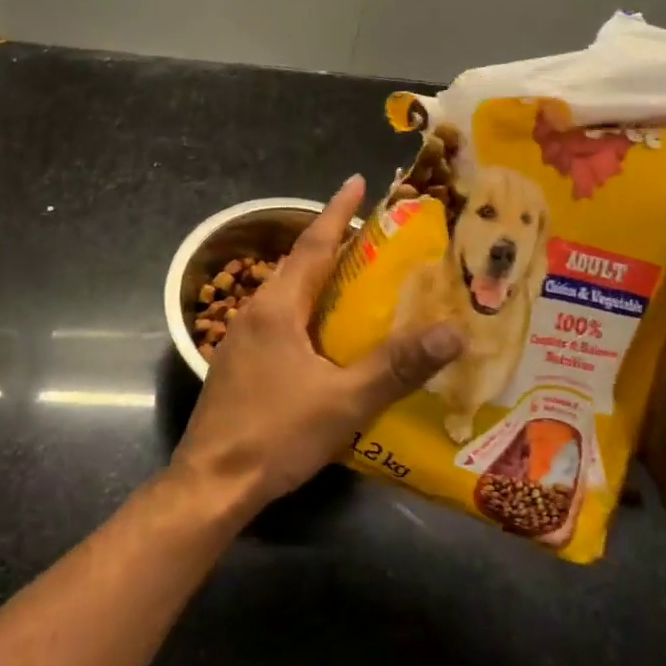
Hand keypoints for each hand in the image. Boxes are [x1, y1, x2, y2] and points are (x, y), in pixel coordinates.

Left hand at [172, 174, 465, 515]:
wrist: (211, 484)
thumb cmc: (275, 434)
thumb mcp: (344, 400)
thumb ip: (397, 366)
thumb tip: (453, 331)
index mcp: (278, 307)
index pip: (314, 244)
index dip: (338, 212)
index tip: (357, 182)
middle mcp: (256, 312)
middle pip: (299, 265)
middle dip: (332, 243)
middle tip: (373, 235)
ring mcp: (242, 339)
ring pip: (287, 295)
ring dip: (319, 279)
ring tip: (356, 279)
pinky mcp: (239, 365)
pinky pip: (280, 321)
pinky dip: (307, 311)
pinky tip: (326, 336)